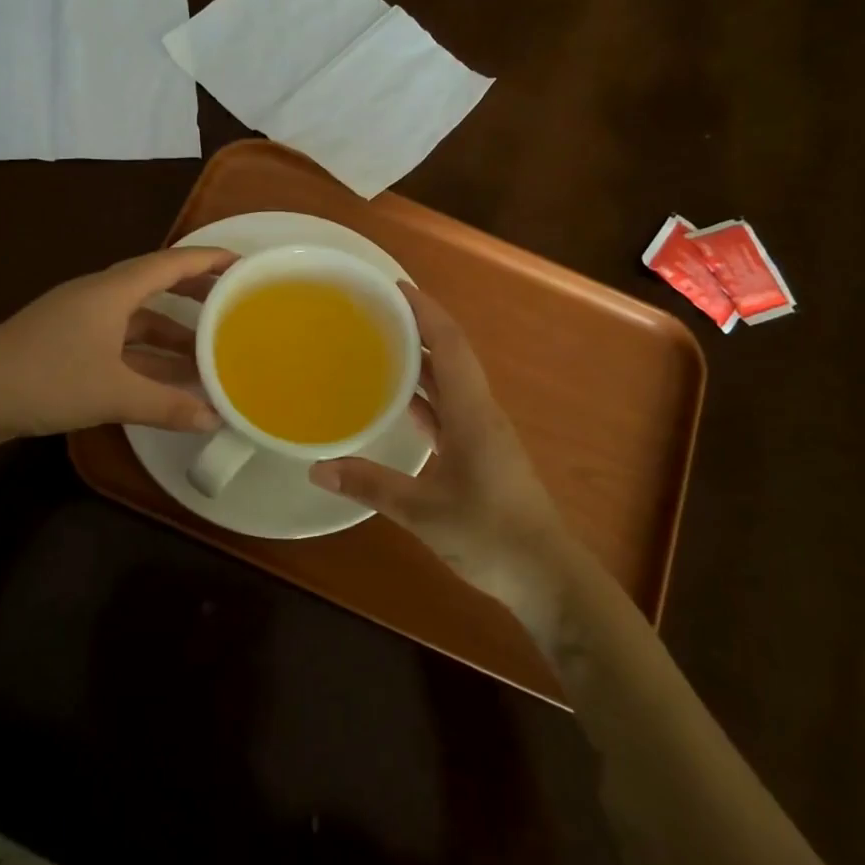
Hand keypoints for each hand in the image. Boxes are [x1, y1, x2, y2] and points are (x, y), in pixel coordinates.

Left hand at [0, 248, 234, 442]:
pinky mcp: (65, 344)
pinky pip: (119, 341)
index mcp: (111, 291)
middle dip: (194, 297)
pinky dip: (145, 355)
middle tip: (231, 308)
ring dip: (169, 334)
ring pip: (136, 319)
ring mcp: (78, 321)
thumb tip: (214, 419)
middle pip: (155, 286)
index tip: (242, 263)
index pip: (170, 264)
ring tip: (206, 353)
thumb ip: (167, 406)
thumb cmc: (45, 379)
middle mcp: (97, 297)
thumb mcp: (113, 394)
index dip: (207, 260)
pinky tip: (164, 380)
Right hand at [310, 285, 574, 634]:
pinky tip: (396, 401)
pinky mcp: (480, 453)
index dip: (424, 311)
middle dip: (416, 327)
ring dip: (419, 360)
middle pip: (449, 355)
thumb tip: (318, 469)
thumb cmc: (490, 535)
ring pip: (449, 382)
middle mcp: (479, 412)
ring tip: (378, 344)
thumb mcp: (423, 511)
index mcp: (472, 412)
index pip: (449, 344)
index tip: (393, 286)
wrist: (546, 577)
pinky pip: (448, 409)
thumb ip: (371, 486)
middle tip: (373, 311)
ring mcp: (482, 433)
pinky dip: (423, 397)